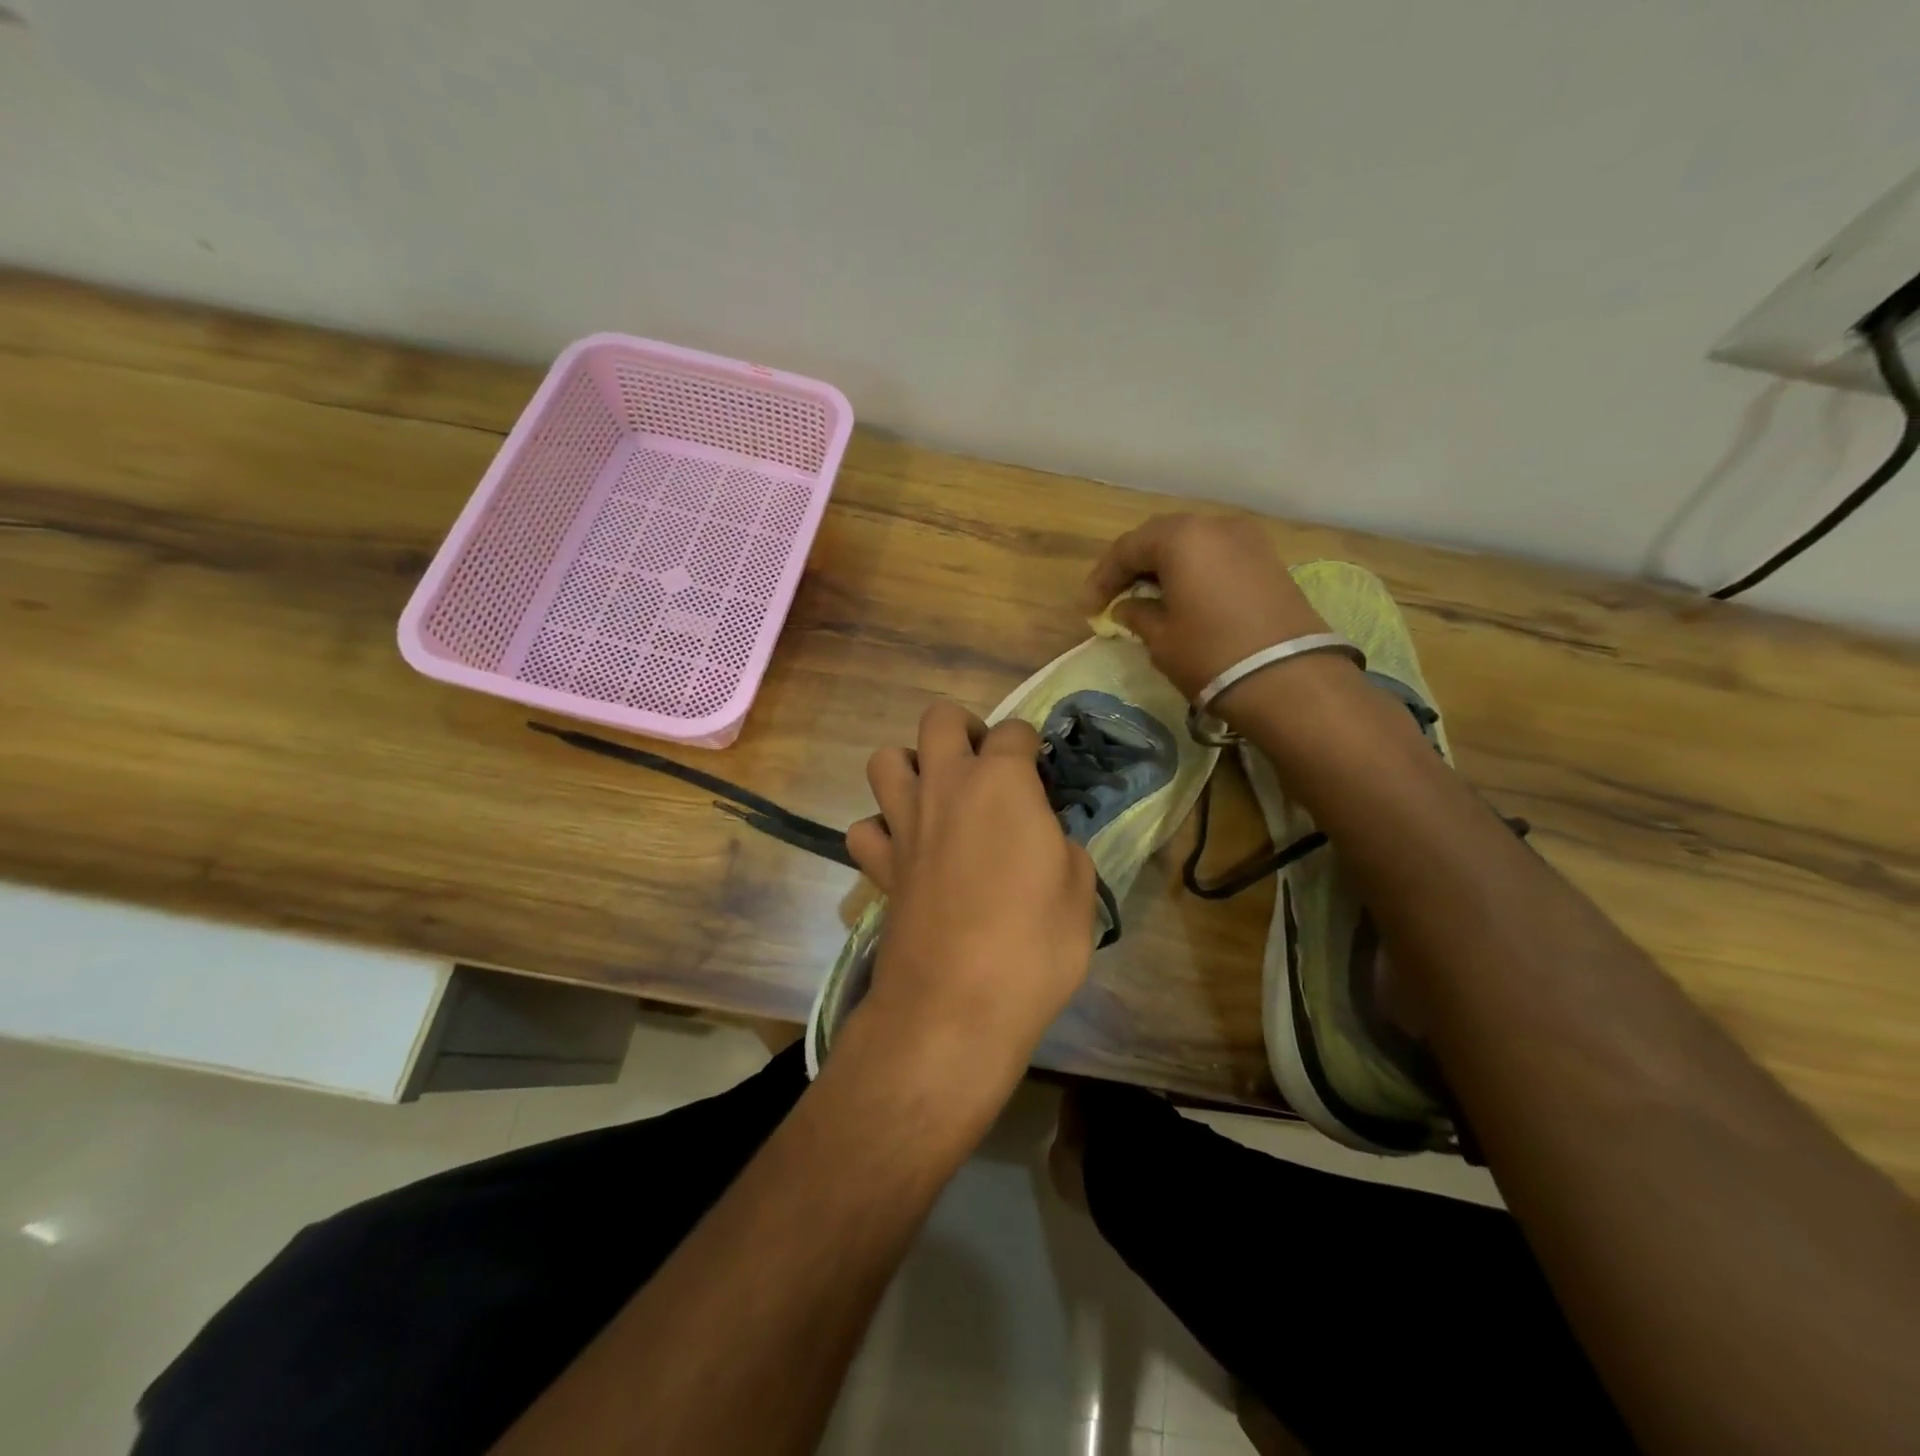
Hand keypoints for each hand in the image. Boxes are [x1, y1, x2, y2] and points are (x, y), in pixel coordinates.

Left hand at [844, 701, 1097, 1076]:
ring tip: (936, 795)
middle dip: (963, 728)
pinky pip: (865, 828)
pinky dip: (881, 830)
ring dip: (910, 766)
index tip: (1040, 772)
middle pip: (939, 719)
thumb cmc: (1033, 944)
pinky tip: (905, 849)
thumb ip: (1060, 847)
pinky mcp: (878, 866)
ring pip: (885, 760)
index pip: (1015, 732)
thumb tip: (1043, 839)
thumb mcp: (1079, 890)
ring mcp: (904, 824)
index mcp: (1002, 783)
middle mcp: (946, 786)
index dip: (1031, 745)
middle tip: (983, 764)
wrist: (956, 1005)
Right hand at [1082, 513, 1330, 701]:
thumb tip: (1127, 607)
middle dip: (1133, 566)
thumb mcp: (1162, 639)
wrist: (1289, 679)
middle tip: (1114, 597)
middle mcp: (1215, 526)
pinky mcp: (1269, 561)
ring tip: (1147, 598)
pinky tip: (1184, 598)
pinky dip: (1194, 572)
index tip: (1088, 608)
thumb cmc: (1211, 655)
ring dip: (1165, 568)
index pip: (1127, 548)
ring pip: (1192, 544)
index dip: (1102, 578)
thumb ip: (1137, 615)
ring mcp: (1248, 540)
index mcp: (1181, 537)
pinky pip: (1217, 557)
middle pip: (1161, 538)